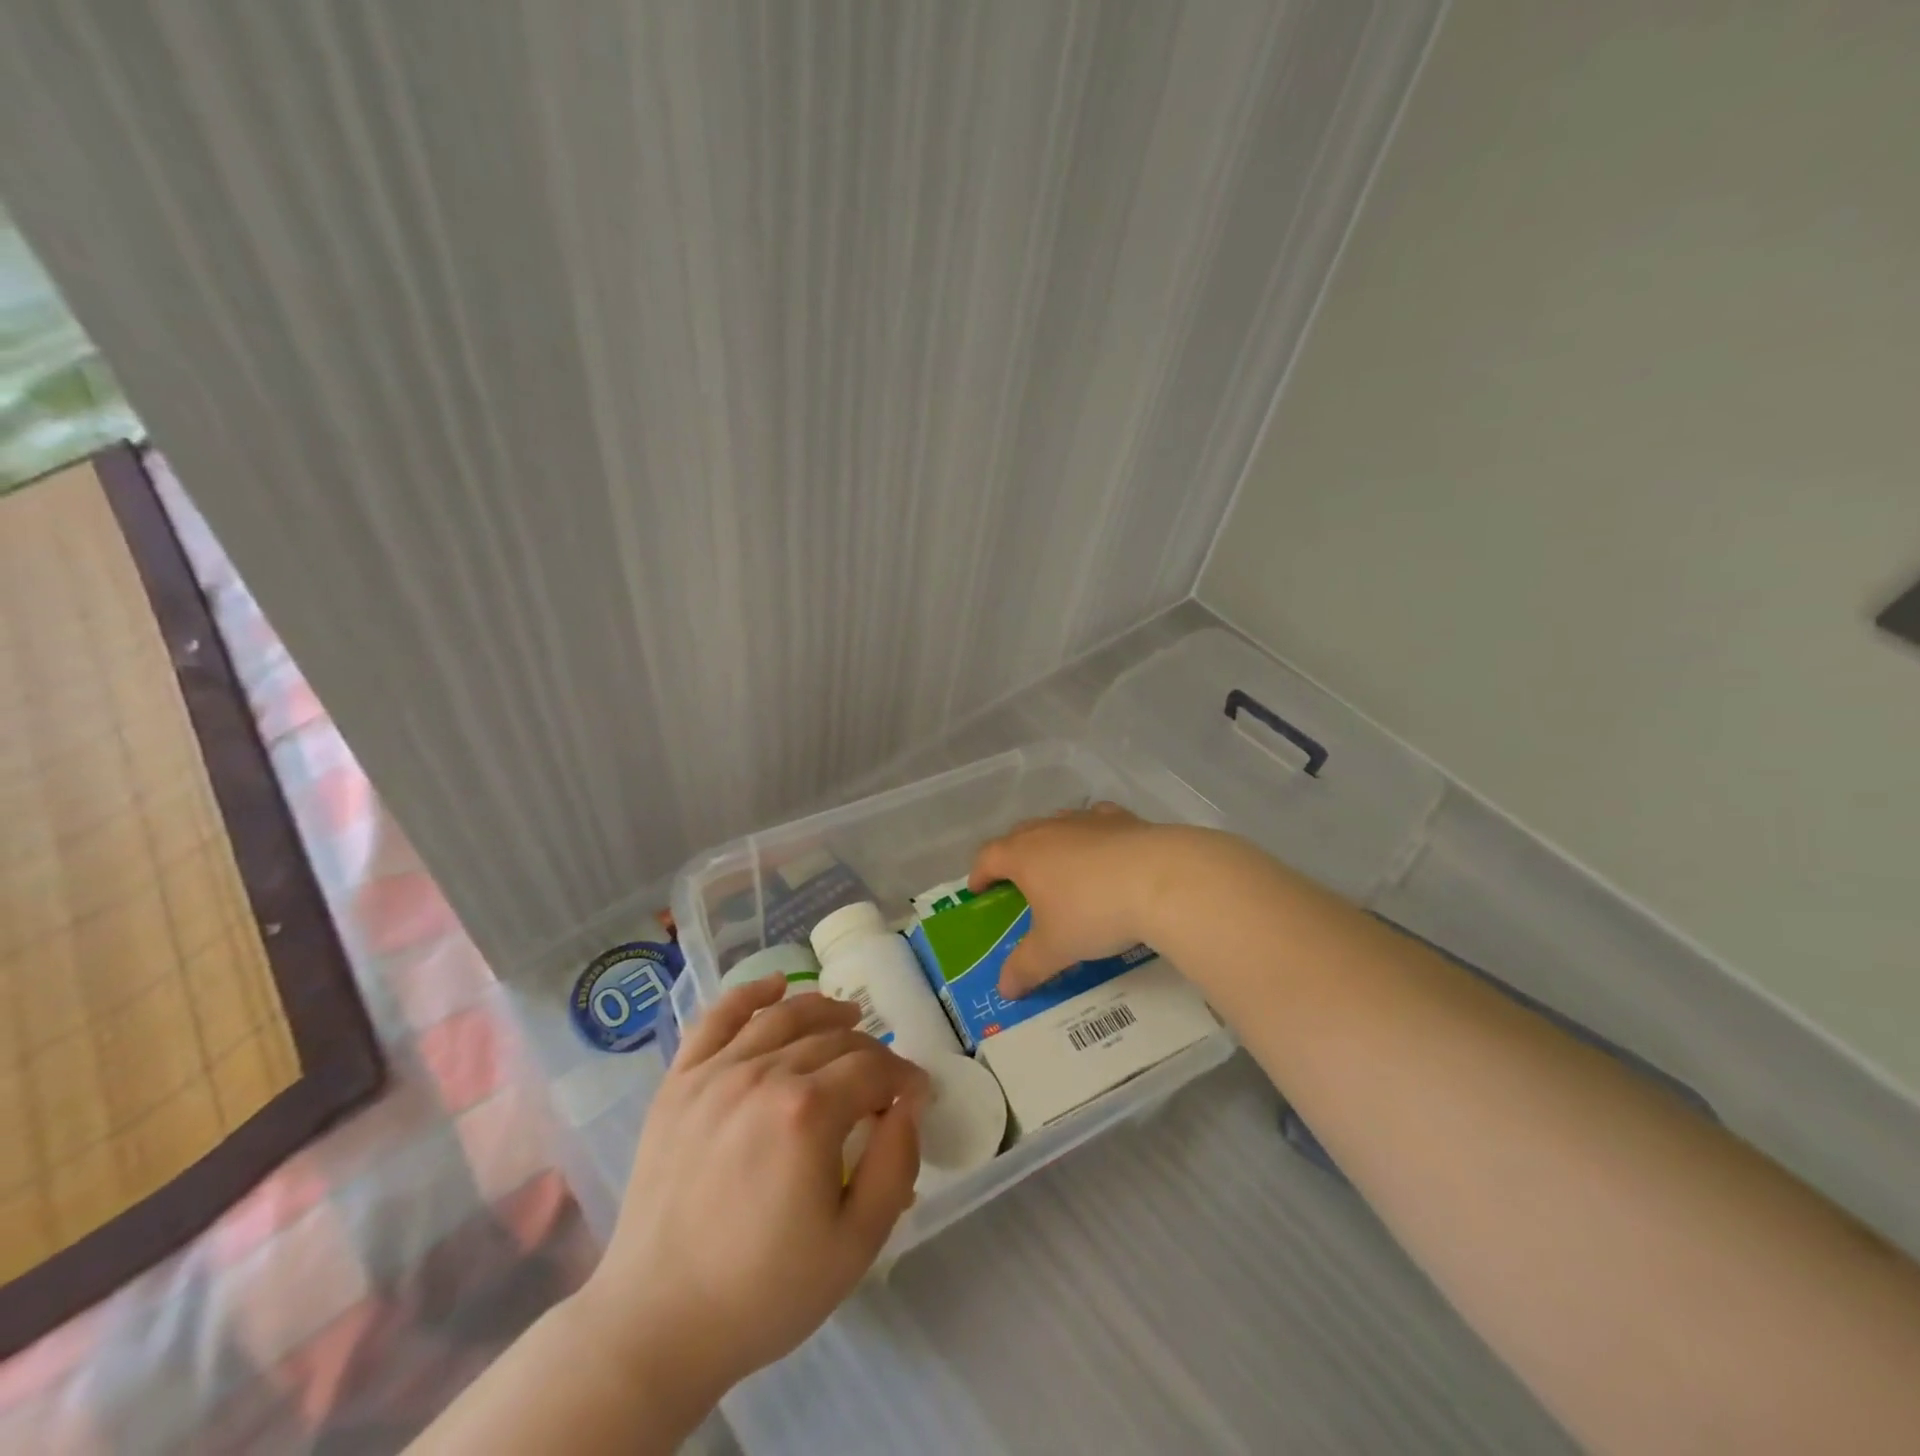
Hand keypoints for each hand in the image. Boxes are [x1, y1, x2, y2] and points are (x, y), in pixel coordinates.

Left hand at [575, 977, 928, 1408]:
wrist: (656, 1325)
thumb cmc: (764, 1292)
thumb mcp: (855, 1245)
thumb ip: (895, 1163)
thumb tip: (910, 1102)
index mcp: (808, 1112)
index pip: (874, 1069)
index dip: (905, 1077)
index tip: (917, 1094)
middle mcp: (763, 1074)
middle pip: (834, 1040)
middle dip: (872, 1053)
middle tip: (884, 1080)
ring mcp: (715, 1073)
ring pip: (784, 1018)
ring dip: (824, 1010)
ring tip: (848, 1017)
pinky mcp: (679, 1082)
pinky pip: (717, 1019)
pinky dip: (750, 994)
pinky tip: (775, 986)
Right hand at [969, 803, 1185, 997]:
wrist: (1160, 880)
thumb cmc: (1093, 913)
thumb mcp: (1055, 949)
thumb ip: (1026, 967)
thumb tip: (1005, 988)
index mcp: (1023, 855)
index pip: (988, 857)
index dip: (979, 874)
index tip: (978, 890)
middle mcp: (1050, 829)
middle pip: (1019, 835)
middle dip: (1012, 856)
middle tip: (1016, 880)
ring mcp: (1086, 820)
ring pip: (1057, 823)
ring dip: (1051, 842)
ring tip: (1059, 866)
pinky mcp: (1122, 819)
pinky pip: (1096, 821)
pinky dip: (1092, 834)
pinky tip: (1103, 848)